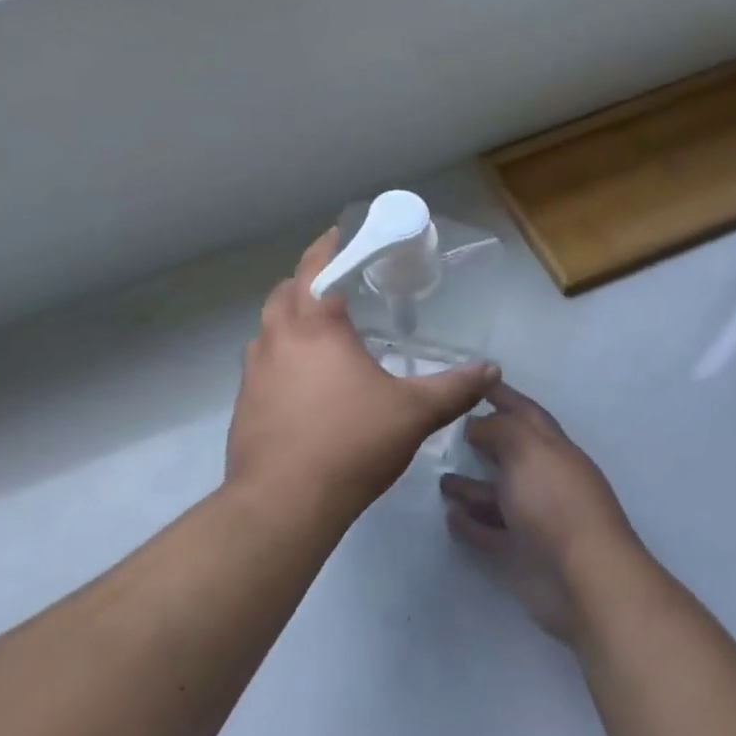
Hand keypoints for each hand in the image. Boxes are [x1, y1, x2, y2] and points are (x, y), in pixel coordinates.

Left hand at [227, 229, 498, 522]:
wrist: (284, 502)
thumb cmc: (350, 443)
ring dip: (289, 321)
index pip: (315, 268)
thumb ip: (453, 388)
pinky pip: (261, 365)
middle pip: (284, 294)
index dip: (327, 246)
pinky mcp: (244, 404)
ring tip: (319, 335)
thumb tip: (491, 370)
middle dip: (306, 282)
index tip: (337, 233)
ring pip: (268, 330)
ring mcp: (253, 372)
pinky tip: (302, 386)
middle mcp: (277, 339)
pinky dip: (279, 358)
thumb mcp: (413, 414)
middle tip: (333, 288)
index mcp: (314, 327)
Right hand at [441, 384, 641, 642]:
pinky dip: (471, 524)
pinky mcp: (522, 554)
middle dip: (483, 440)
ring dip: (470, 486)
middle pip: (510, 453)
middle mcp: (545, 480)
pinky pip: (489, 532)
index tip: (475, 380)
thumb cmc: (555, 502)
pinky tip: (450, 516)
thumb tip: (477, 426)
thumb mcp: (526, 449)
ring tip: (440, 479)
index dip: (502, 395)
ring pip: (497, 495)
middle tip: (446, 430)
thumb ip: (499, 429)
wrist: (584, 580)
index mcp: (553, 449)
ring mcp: (534, 519)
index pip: (525, 413)